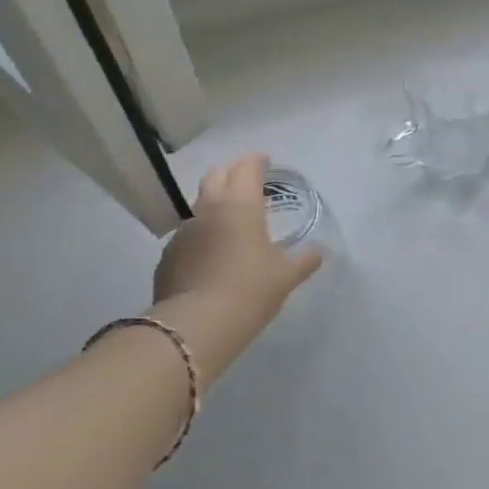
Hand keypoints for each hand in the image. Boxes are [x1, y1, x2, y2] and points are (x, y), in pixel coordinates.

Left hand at [153, 154, 322, 382]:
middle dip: (232, 173)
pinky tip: (210, 257)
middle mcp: (209, 209)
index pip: (247, 167)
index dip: (257, 162)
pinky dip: (201, 237)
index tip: (266, 163)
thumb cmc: (249, 291)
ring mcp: (184, 231)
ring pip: (200, 206)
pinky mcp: (168, 256)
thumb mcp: (285, 277)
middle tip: (247, 185)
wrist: (195, 326)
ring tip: (230, 225)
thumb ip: (304, 260)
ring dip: (215, 206)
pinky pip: (188, 235)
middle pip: (216, 175)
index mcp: (240, 205)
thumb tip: (319, 252)